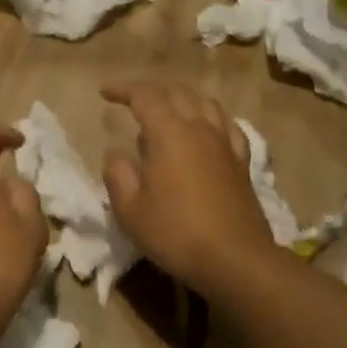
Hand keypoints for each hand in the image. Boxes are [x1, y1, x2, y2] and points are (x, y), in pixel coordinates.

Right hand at [101, 82, 279, 293]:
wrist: (234, 257)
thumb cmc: (175, 232)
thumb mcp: (130, 210)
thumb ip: (118, 175)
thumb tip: (114, 153)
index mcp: (169, 133)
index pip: (144, 97)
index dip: (123, 90)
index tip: (105, 93)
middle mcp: (200, 128)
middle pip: (177, 93)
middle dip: (152, 90)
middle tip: (132, 99)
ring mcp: (225, 143)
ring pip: (205, 103)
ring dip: (183, 98)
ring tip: (169, 108)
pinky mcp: (242, 162)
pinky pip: (228, 126)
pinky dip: (211, 118)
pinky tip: (207, 129)